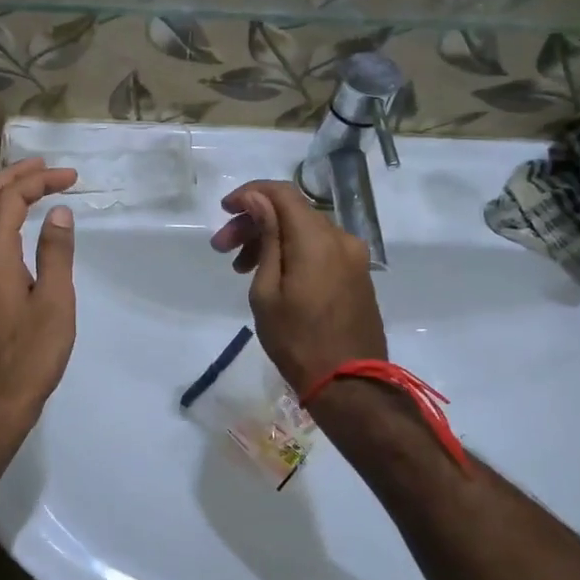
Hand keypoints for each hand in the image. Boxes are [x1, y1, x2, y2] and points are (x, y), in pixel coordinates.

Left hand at [0, 158, 78, 426]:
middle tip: (43, 166)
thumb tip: (57, 213)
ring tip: (31, 186)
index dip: (38, 181)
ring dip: (1, 195)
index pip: (10, 200)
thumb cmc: (31, 354)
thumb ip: (56, 253)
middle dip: (12, 176)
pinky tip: (16, 225)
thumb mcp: (55, 302)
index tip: (70, 177)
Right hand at [209, 180, 386, 392]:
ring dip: (272, 239)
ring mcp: (353, 257)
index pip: (282, 193)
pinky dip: (293, 252)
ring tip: (241, 268)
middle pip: (292, 212)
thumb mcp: (267, 290)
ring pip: (305, 231)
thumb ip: (266, 238)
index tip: (225, 210)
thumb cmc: (297, 340)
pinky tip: (272, 276)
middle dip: (255, 222)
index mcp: (317, 239)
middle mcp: (341, 238)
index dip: (251, 194)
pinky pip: (320, 249)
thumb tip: (258, 201)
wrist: (350, 385)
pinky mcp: (357, 275)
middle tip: (222, 248)